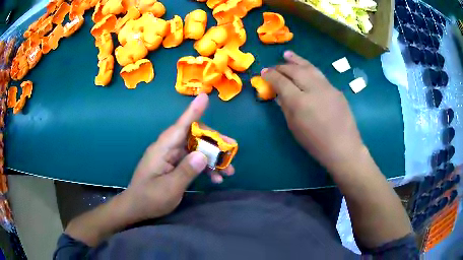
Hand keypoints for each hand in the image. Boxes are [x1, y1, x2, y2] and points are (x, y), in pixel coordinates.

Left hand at [120, 93, 233, 222]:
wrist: (136, 208)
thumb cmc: (149, 199)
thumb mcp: (169, 188)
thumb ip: (186, 171)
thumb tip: (202, 155)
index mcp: (162, 149)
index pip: (180, 126)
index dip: (193, 111)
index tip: (205, 97)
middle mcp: (167, 149)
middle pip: (193, 136)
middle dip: (214, 142)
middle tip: (232, 149)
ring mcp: (170, 157)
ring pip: (195, 149)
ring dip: (212, 158)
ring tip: (229, 171)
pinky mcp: (173, 166)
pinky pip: (192, 161)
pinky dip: (204, 167)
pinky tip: (216, 178)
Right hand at [261, 51, 363, 170]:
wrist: (343, 147)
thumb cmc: (315, 143)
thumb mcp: (294, 127)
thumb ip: (285, 107)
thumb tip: (279, 94)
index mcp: (300, 102)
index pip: (281, 81)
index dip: (270, 75)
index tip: (263, 72)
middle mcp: (313, 89)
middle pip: (295, 70)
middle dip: (282, 67)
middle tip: (274, 67)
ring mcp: (327, 87)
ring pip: (309, 67)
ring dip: (296, 60)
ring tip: (287, 54)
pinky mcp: (336, 89)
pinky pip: (319, 75)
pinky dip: (309, 69)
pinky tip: (305, 68)